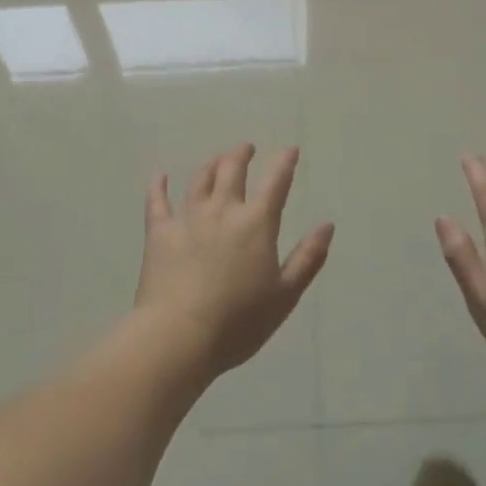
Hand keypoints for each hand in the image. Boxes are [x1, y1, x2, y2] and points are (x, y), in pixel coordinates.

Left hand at [135, 144, 332, 378]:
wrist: (178, 336)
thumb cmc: (238, 322)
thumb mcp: (285, 295)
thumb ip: (307, 258)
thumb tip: (327, 225)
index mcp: (256, 224)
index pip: (275, 182)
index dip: (284, 162)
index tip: (290, 150)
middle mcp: (222, 211)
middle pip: (232, 170)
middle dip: (242, 155)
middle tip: (246, 149)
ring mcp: (188, 218)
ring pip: (200, 180)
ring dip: (211, 165)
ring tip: (217, 159)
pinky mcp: (159, 233)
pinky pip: (157, 201)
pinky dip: (158, 185)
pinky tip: (159, 175)